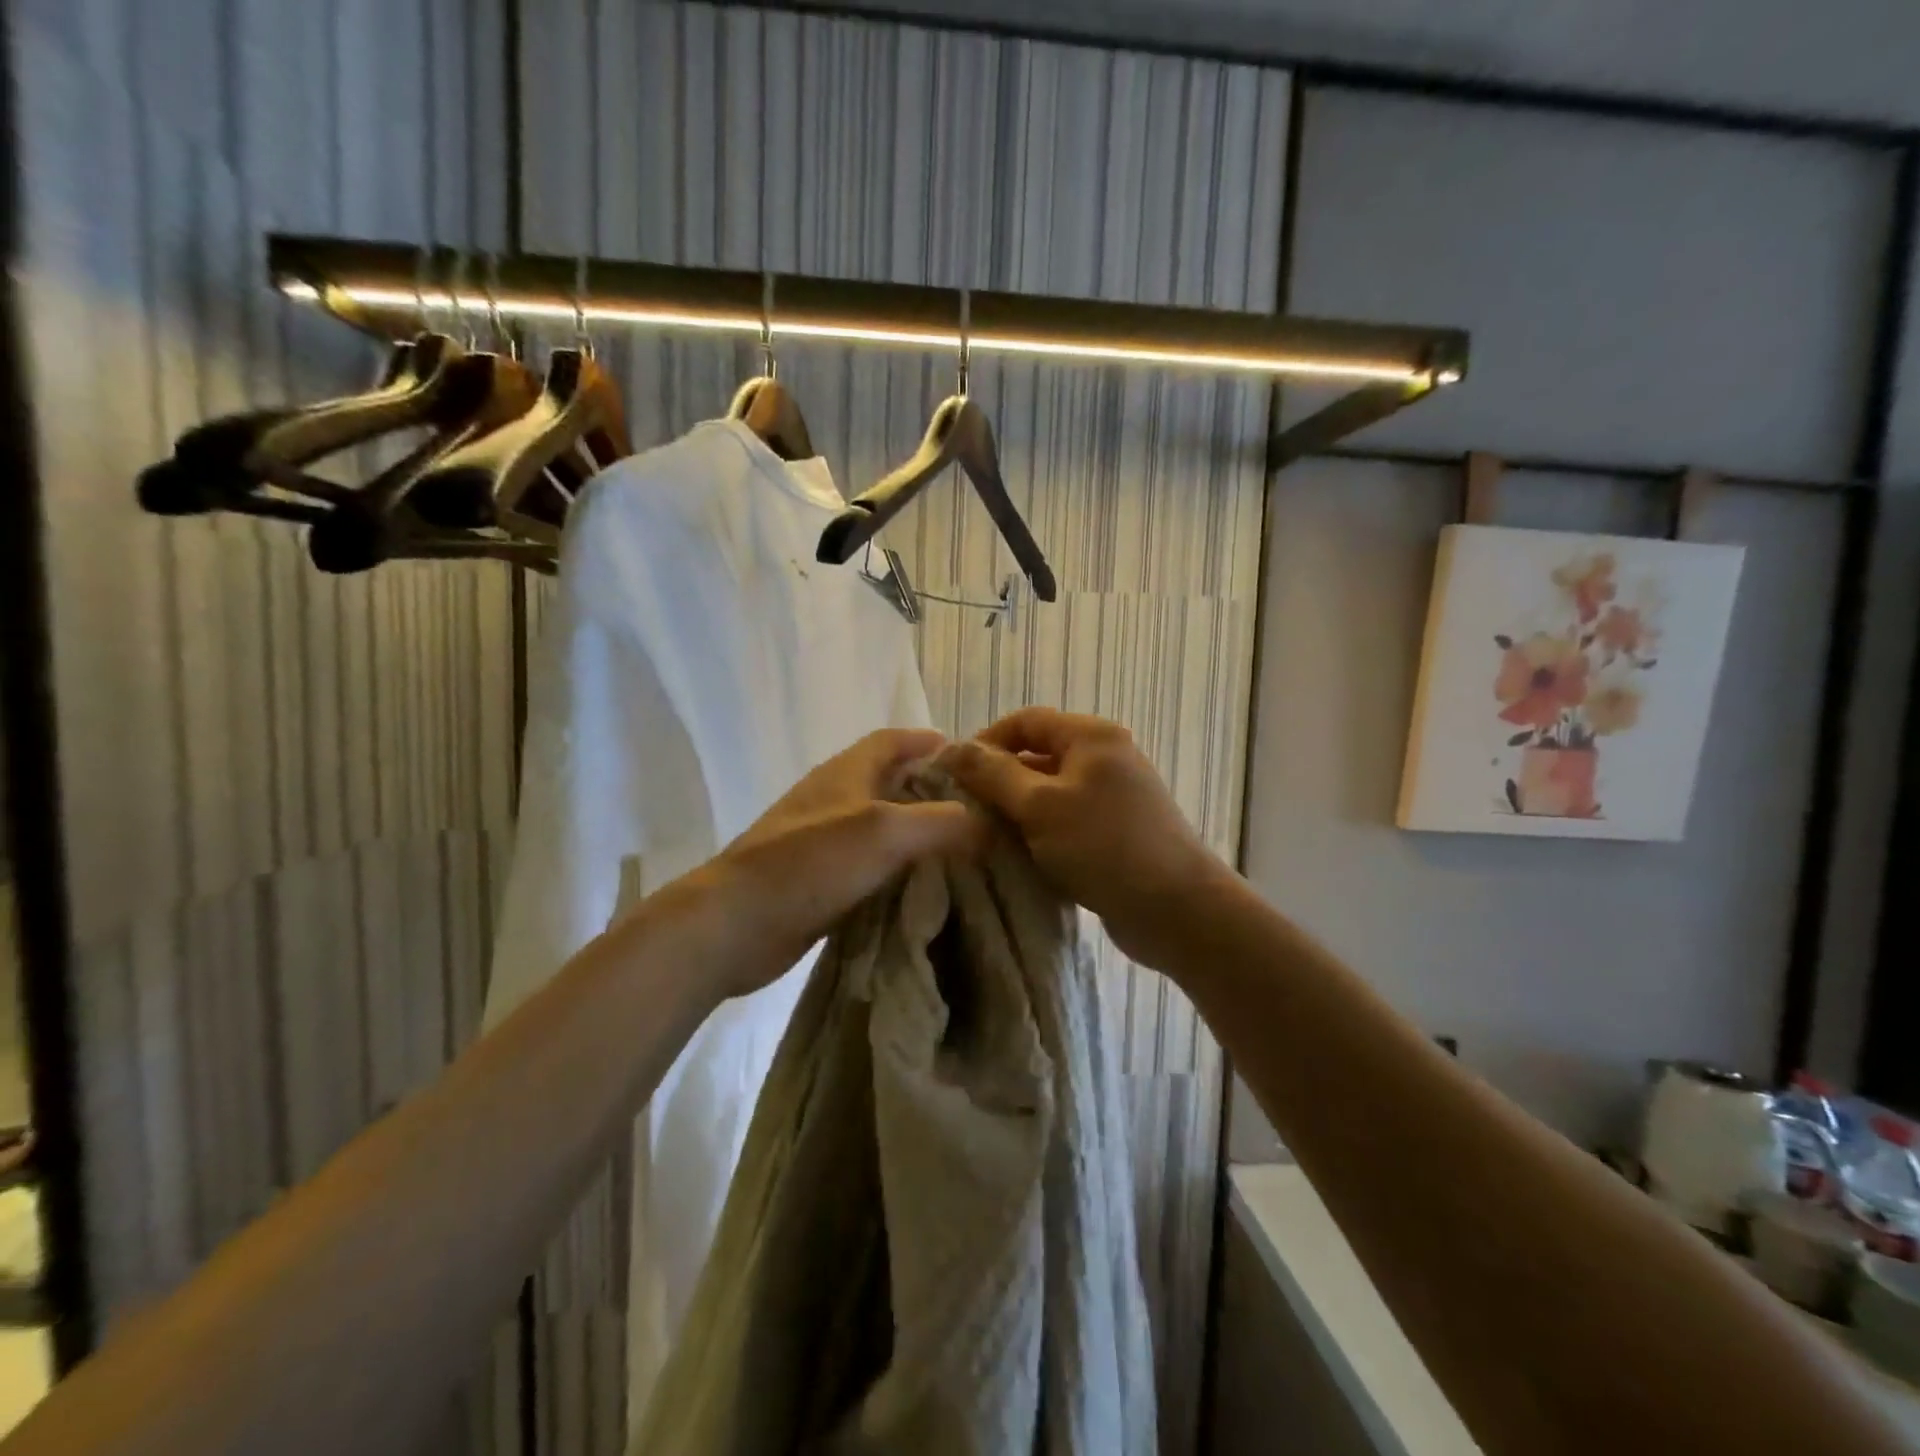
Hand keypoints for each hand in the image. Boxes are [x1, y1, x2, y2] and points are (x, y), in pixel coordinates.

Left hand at [685, 728, 983, 999]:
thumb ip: (939, 822)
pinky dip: (896, 868)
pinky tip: (923, 887)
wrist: (734, 924)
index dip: (926, 741)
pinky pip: (868, 865)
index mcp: (845, 773)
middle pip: (888, 782)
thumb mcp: (884, 832)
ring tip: (961, 848)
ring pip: (880, 826)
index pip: (891, 740)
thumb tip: (986, 823)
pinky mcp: (818, 881)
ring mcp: (822, 842)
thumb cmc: (809, 863)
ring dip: (915, 831)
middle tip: (976, 809)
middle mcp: (834, 800)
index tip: (969, 754)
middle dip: (929, 789)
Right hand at [943, 708, 1227, 970]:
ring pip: (1051, 791)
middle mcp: (1106, 756)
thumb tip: (951, 748)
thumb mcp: (1039, 807)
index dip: (986, 742)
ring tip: (988, 836)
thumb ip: (993, 774)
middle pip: (1038, 755)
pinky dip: (1042, 832)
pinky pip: (1067, 819)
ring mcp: (1114, 795)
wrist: (1178, 910)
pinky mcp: (1116, 830)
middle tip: (967, 811)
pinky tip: (1022, 856)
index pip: (1025, 721)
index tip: (955, 776)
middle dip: (1000, 779)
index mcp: (1091, 736)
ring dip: (1018, 809)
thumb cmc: (1104, 847)